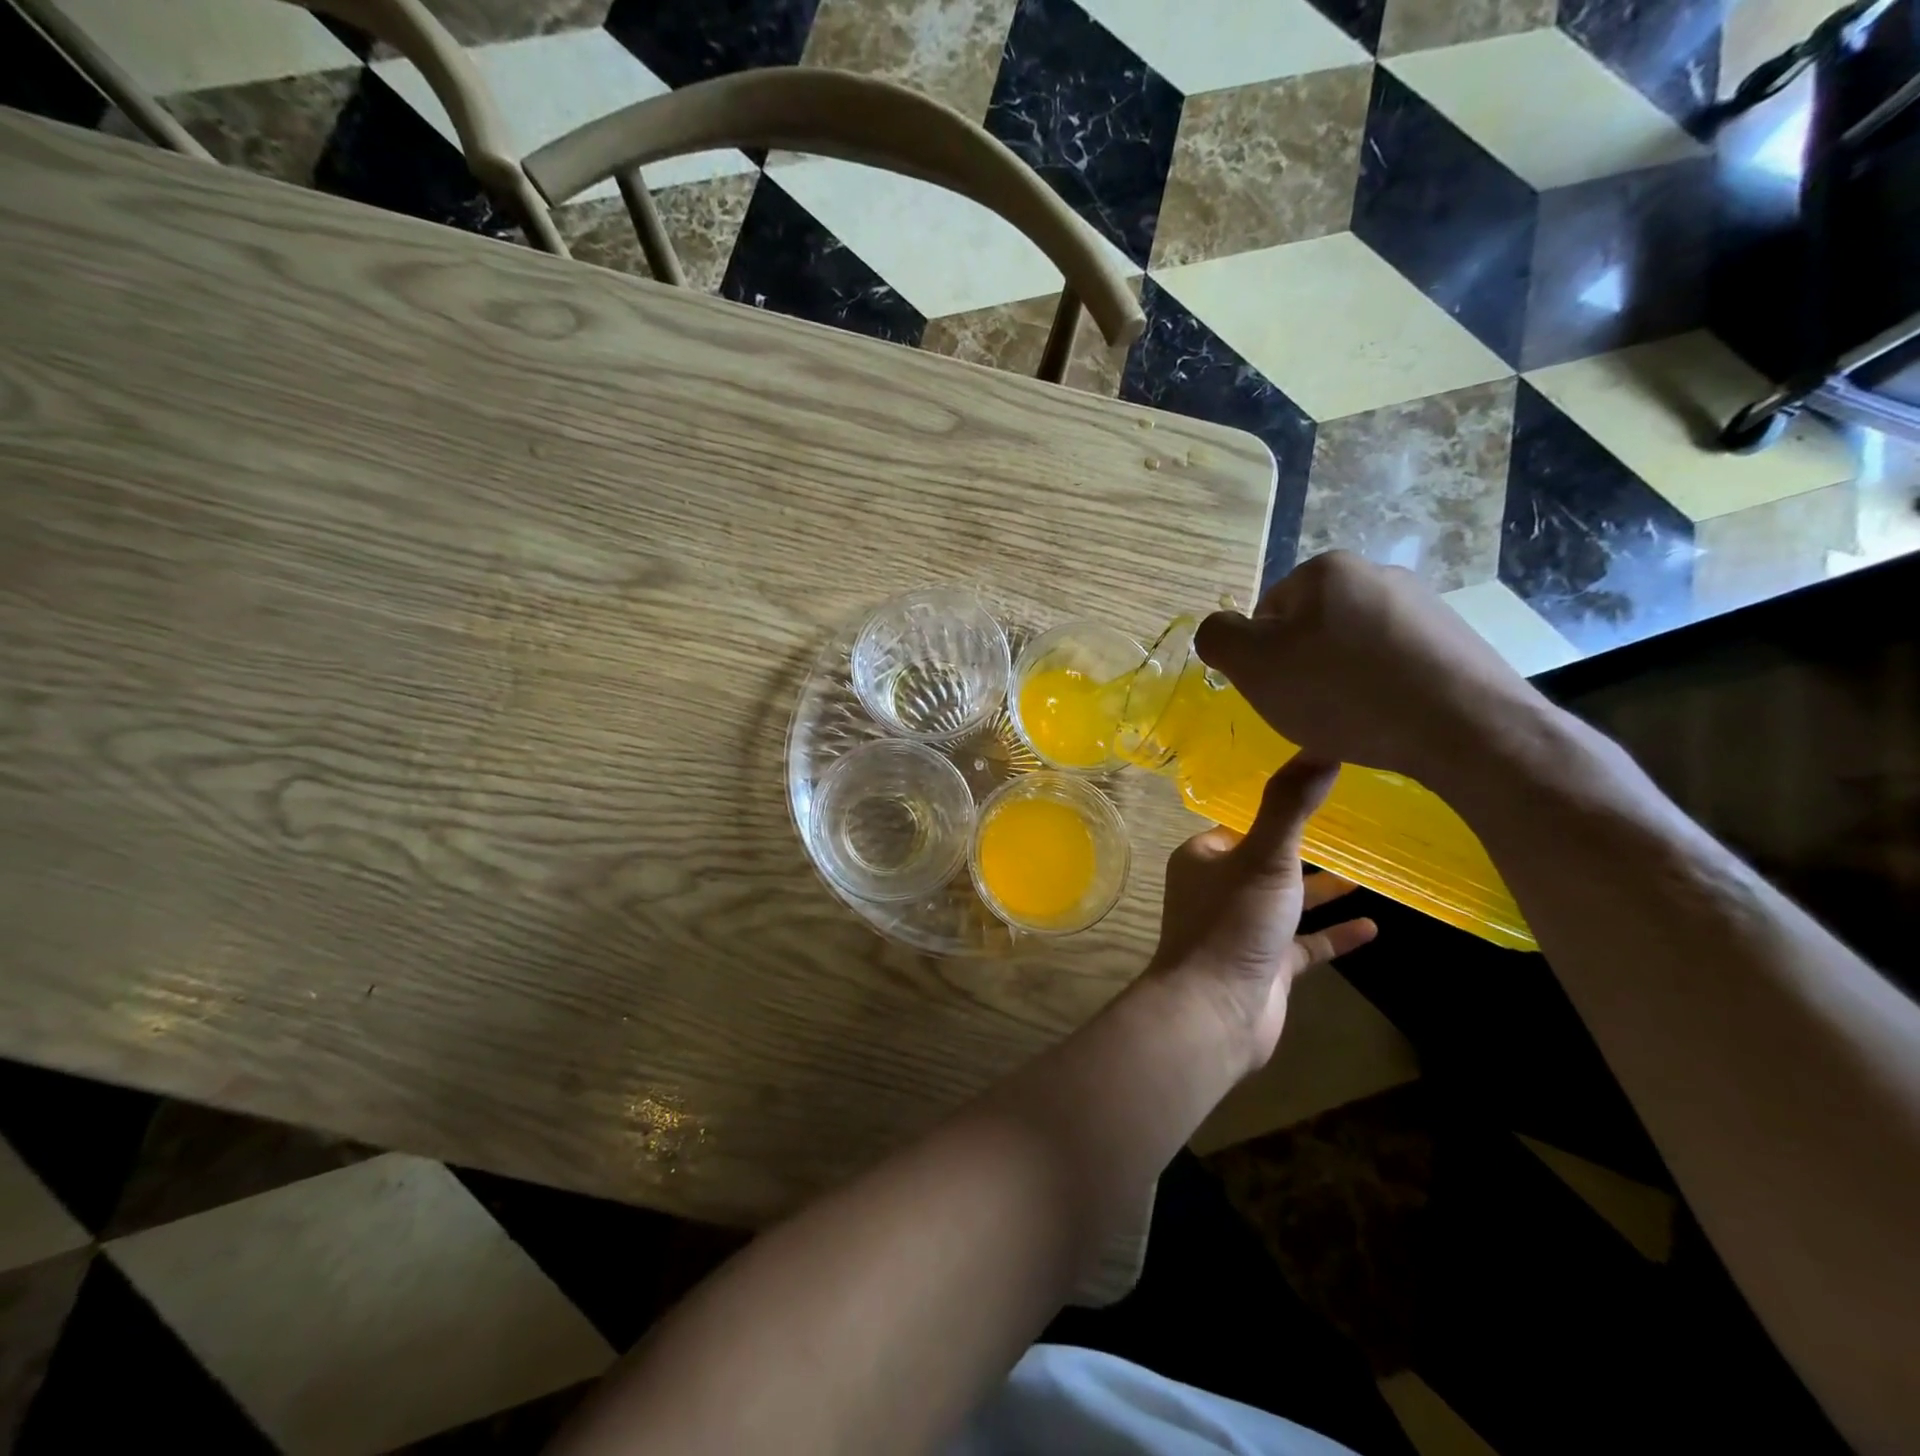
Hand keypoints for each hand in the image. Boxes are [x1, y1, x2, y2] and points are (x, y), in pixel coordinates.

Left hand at [1151, 756, 1378, 1070]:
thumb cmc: (1234, 923)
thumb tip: (1322, 745)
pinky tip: (1373, 928)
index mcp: (1203, 857)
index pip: (1240, 822)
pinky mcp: (1264, 967)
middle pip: (1265, 861)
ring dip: (1319, 890)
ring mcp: (1241, 930)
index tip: (1312, 791)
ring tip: (1364, 873)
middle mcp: (1217, 889)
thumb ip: (1291, 805)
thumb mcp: (1265, 856)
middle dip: (1300, 848)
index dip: (1273, 809)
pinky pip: (1304, 946)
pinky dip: (1332, 936)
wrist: (1215, 1010)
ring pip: (1285, 902)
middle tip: (1348, 828)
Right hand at [1194, 551, 1547, 785]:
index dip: (1261, 659)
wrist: (1466, 728)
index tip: (1278, 692)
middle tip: (1310, 711)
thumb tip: (1222, 632)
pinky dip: (1380, 692)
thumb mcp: (1253, 665)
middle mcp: (1377, 574)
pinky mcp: (1456, 642)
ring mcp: (1423, 607)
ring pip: (1352, 649)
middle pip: (1310, 629)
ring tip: (1352, 722)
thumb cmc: (1343, 692)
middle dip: (1302, 669)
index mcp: (1326, 570)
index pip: (1266, 613)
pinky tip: (1387, 721)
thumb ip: (1218, 637)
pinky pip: (1393, 667)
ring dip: (1340, 682)